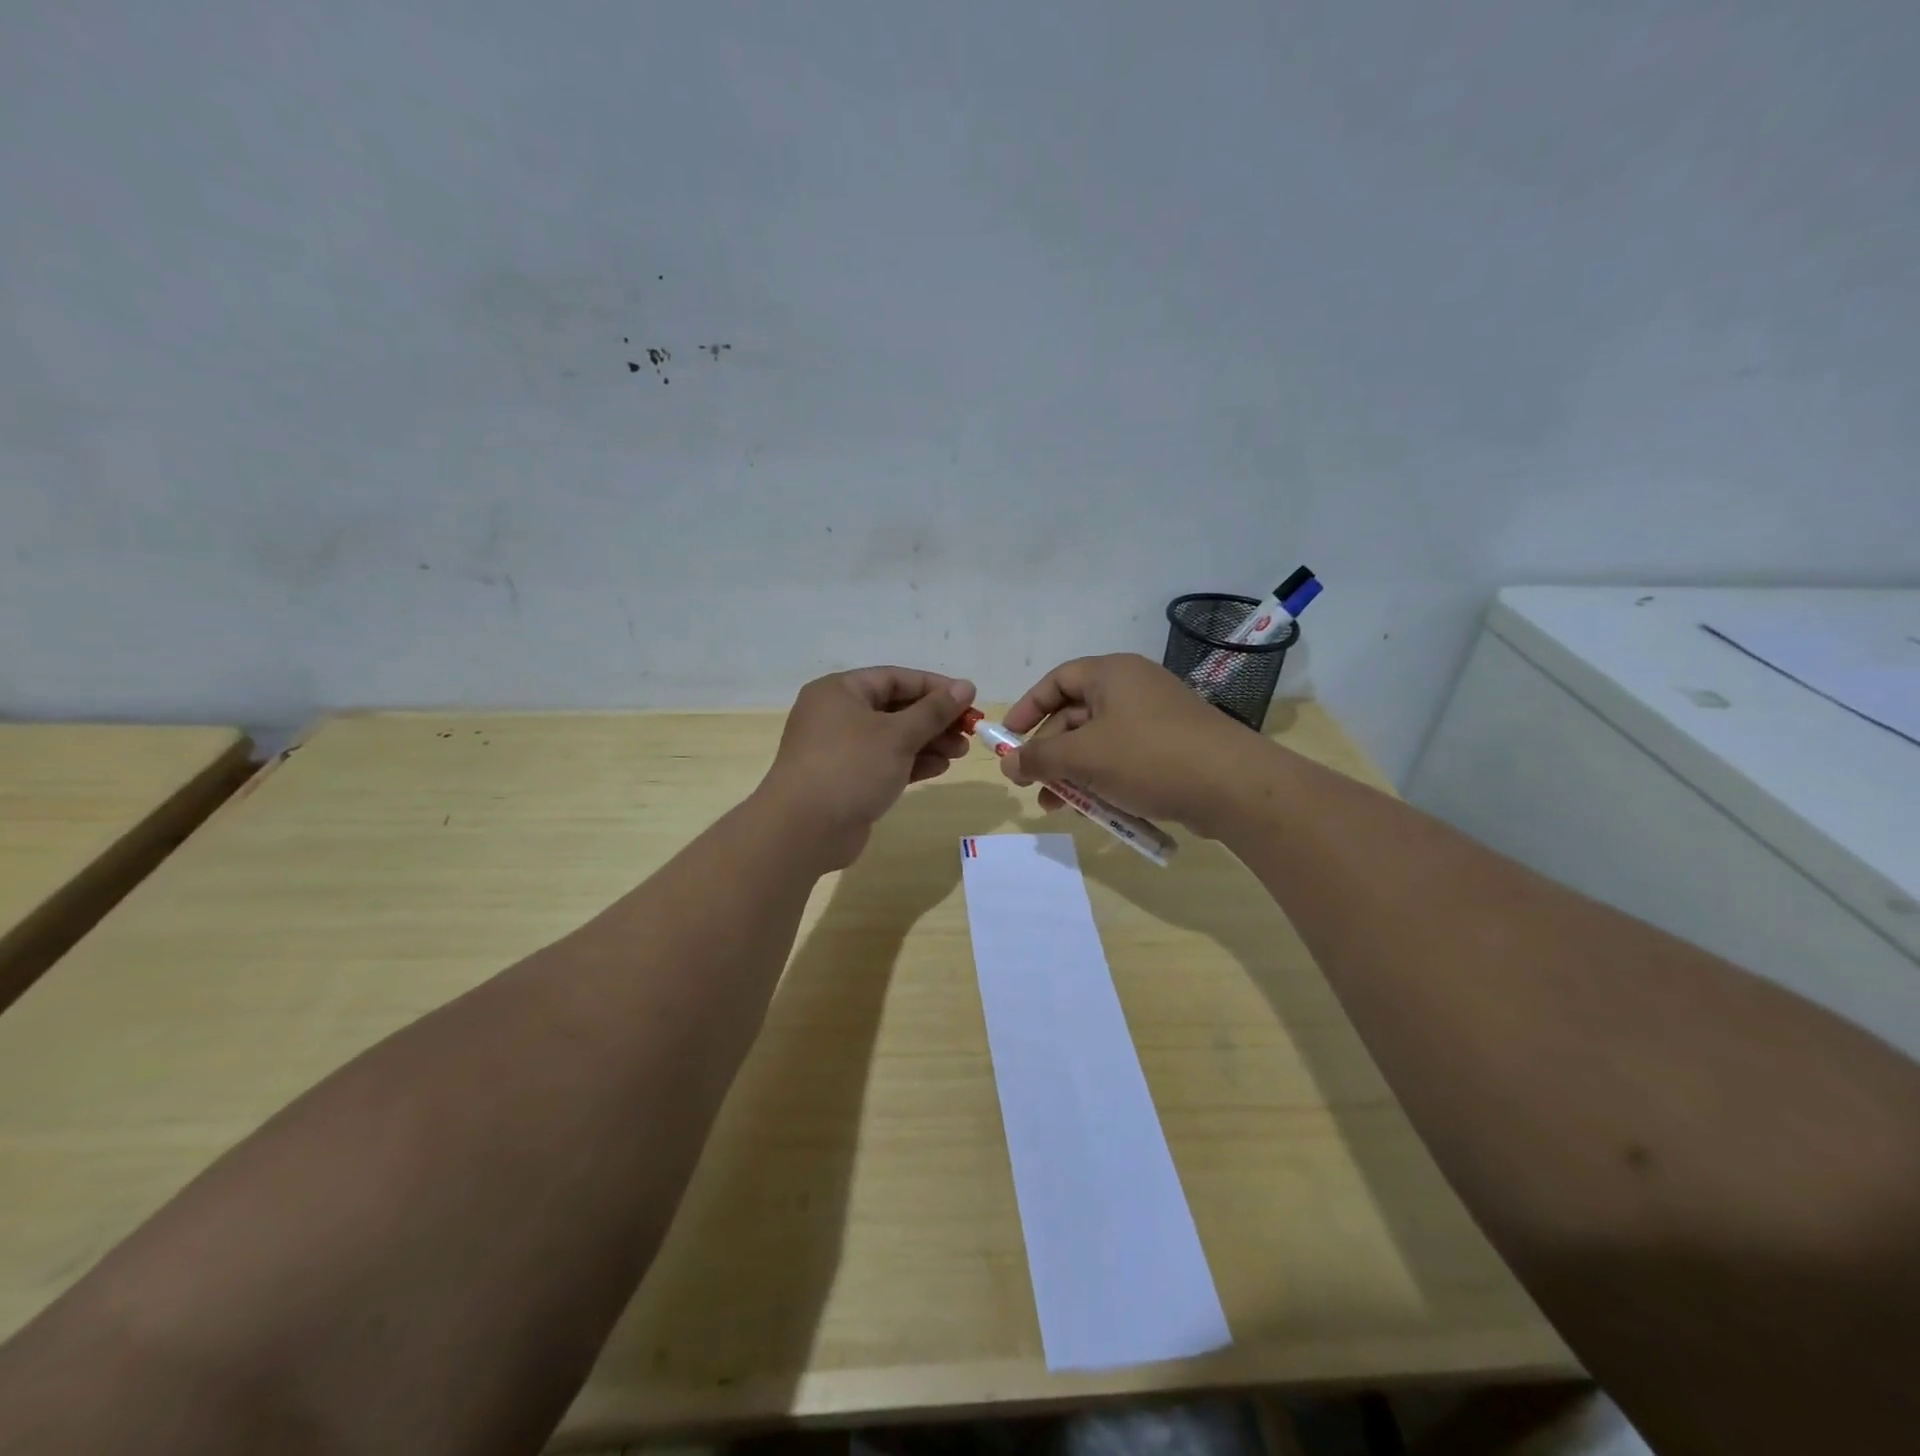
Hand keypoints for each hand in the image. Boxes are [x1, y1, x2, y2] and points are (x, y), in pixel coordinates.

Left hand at [759, 666, 976, 869]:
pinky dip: (911, 763)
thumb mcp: (898, 734)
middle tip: (969, 731)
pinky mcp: (847, 779)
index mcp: (840, 691)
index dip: (935, 687)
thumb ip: (934, 711)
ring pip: (892, 737)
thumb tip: (965, 687)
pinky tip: (940, 768)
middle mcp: (837, 714)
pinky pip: (884, 762)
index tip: (969, 699)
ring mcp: (840, 749)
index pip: (895, 678)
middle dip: (934, 719)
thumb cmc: (850, 767)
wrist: (804, 830)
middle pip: (895, 708)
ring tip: (960, 752)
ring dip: (927, 742)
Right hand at [1000, 653, 1261, 835]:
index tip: (1008, 739)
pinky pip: (1124, 759)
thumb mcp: (1084, 757)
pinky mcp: (1172, 748)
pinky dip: (1103, 780)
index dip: (1028, 708)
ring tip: (1055, 806)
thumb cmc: (1149, 757)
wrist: (1234, 786)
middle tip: (1031, 784)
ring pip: (1099, 743)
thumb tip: (1007, 764)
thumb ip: (1039, 758)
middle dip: (1049, 752)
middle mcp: (1133, 688)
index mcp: (1111, 674)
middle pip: (1075, 715)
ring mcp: (1156, 719)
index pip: (1056, 681)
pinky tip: (1094, 810)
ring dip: (1072, 773)